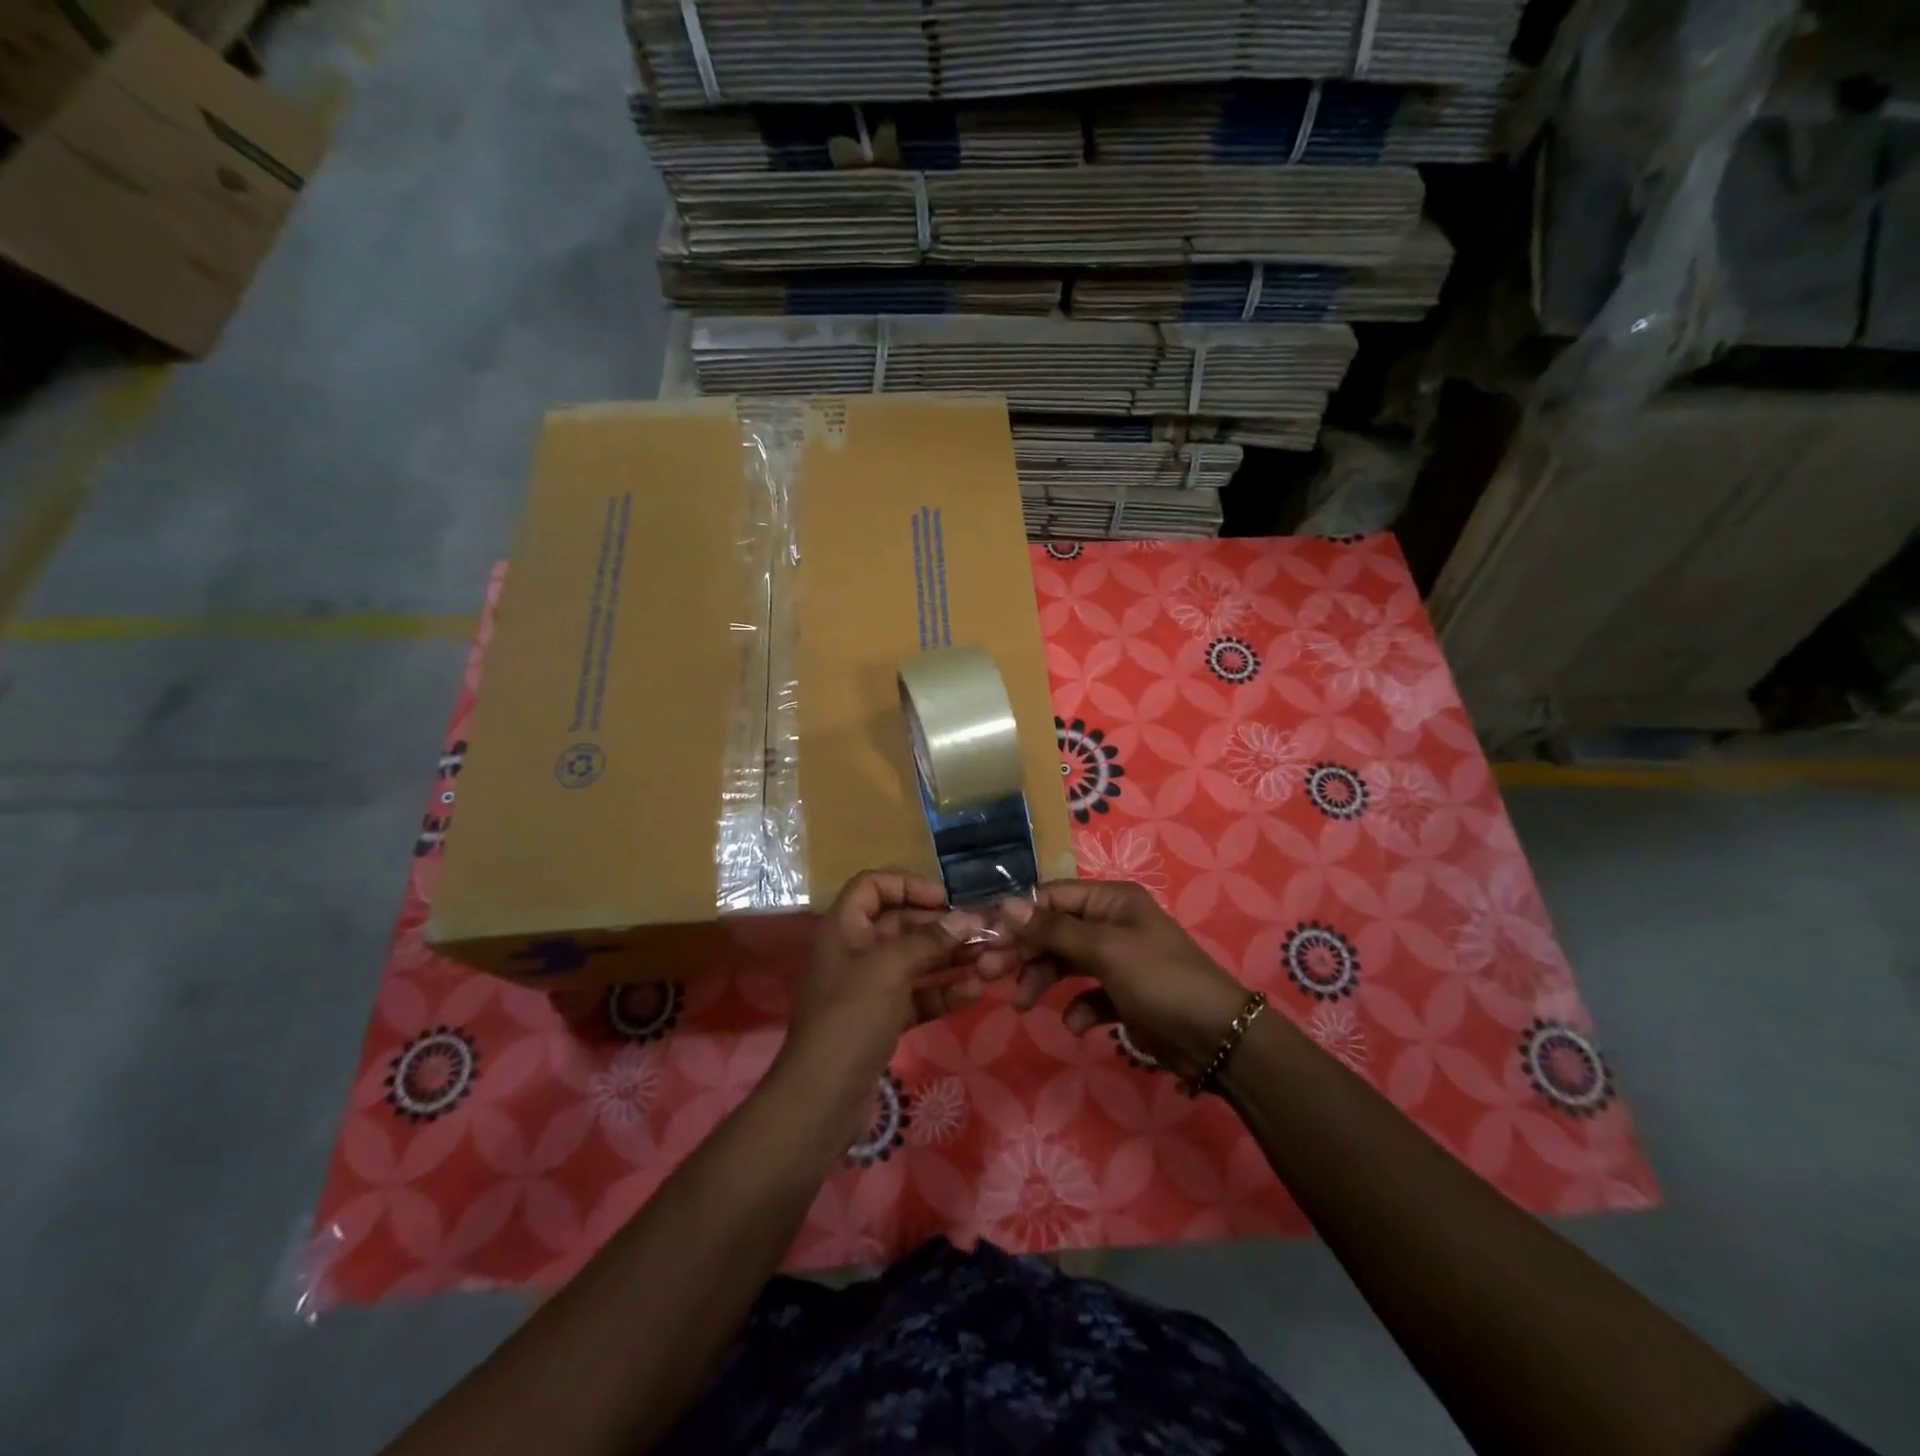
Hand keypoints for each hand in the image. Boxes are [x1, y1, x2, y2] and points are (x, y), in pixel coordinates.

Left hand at [776, 871, 982, 1133]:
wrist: (822, 1096)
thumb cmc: (851, 1017)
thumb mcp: (890, 969)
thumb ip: (929, 940)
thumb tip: (966, 919)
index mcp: (844, 928)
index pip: (872, 885)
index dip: (907, 885)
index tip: (945, 899)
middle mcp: (854, 951)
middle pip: (899, 924)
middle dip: (940, 926)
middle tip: (982, 932)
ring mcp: (868, 987)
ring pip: (913, 961)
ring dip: (948, 958)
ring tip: (989, 959)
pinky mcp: (881, 1019)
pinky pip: (916, 995)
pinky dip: (941, 992)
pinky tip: (973, 993)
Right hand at [978, 880, 1247, 1078]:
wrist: (1217, 1039)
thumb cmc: (1160, 980)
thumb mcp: (1105, 950)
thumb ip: (1053, 929)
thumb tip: (1005, 904)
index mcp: (1111, 901)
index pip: (1052, 898)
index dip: (1018, 917)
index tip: (985, 939)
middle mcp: (1111, 924)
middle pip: (1053, 931)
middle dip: (1023, 952)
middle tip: (987, 974)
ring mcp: (1117, 960)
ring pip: (1064, 963)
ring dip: (1041, 980)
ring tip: (1021, 1005)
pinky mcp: (1122, 995)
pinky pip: (1086, 994)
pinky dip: (1077, 1008)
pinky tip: (1077, 1024)